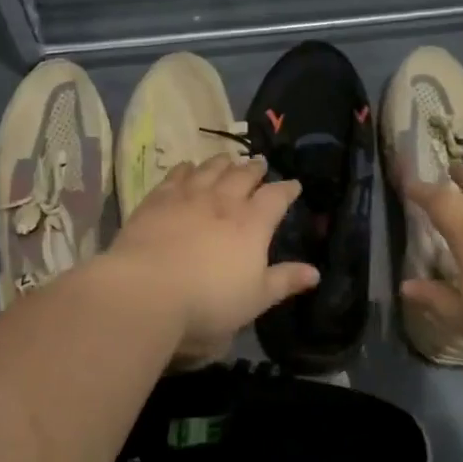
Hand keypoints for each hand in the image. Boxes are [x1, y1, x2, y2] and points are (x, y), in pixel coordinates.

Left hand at [105, 155, 318, 358]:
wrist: (147, 290)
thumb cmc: (208, 301)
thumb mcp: (255, 299)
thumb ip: (284, 281)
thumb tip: (315, 272)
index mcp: (253, 223)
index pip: (276, 197)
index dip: (287, 189)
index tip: (294, 185)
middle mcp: (224, 201)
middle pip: (243, 175)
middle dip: (255, 169)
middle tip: (260, 163)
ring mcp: (189, 196)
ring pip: (211, 169)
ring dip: (223, 162)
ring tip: (229, 160)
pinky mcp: (158, 199)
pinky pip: (177, 174)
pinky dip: (187, 168)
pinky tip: (188, 166)